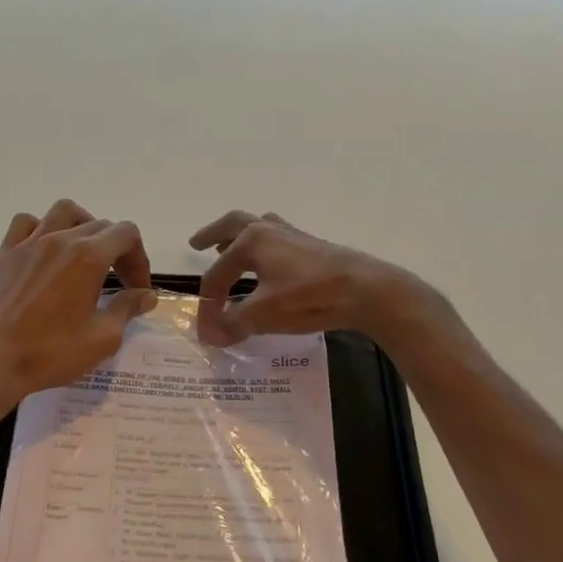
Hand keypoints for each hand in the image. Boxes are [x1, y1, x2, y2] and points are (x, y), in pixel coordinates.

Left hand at [0, 199, 156, 407]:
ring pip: (64, 213)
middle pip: (100, 225)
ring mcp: (28, 243)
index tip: (137, 290)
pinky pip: (26, 224)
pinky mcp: (4, 254)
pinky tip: (45, 254)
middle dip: (118, 250)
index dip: (139, 259)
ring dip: (83, 227)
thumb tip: (146, 295)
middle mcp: (59, 240)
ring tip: (85, 255)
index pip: (126, 234)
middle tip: (119, 283)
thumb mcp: (102, 339)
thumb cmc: (50, 354)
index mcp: (88, 257)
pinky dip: (42, 229)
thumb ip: (127, 309)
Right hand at [190, 211, 423, 346]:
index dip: (208, 303)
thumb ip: (233, 323)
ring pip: (258, 227)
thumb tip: (208, 336)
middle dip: (213, 234)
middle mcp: (270, 231)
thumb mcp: (265, 314)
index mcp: (252, 241)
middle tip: (196, 243)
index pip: (218, 273)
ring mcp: (293, 237)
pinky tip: (269, 262)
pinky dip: (263, 246)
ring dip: (239, 236)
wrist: (366, 290)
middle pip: (233, 225)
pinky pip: (278, 238)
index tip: (205, 330)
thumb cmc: (310, 296)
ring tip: (227, 247)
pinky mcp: (312, 247)